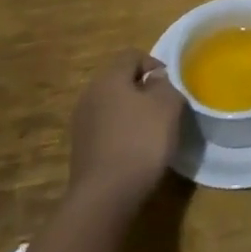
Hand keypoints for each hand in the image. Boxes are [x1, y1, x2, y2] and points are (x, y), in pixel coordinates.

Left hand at [67, 52, 183, 211]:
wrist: (105, 196)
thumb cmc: (140, 141)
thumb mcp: (167, 106)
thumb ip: (165, 85)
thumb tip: (155, 80)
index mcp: (109, 78)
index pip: (131, 55)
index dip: (154, 63)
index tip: (170, 84)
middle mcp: (90, 94)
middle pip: (119, 80)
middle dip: (142, 89)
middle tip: (163, 106)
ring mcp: (81, 122)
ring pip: (112, 105)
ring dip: (131, 112)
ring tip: (151, 130)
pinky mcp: (80, 148)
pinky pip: (105, 128)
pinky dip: (120, 133)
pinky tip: (134, 150)